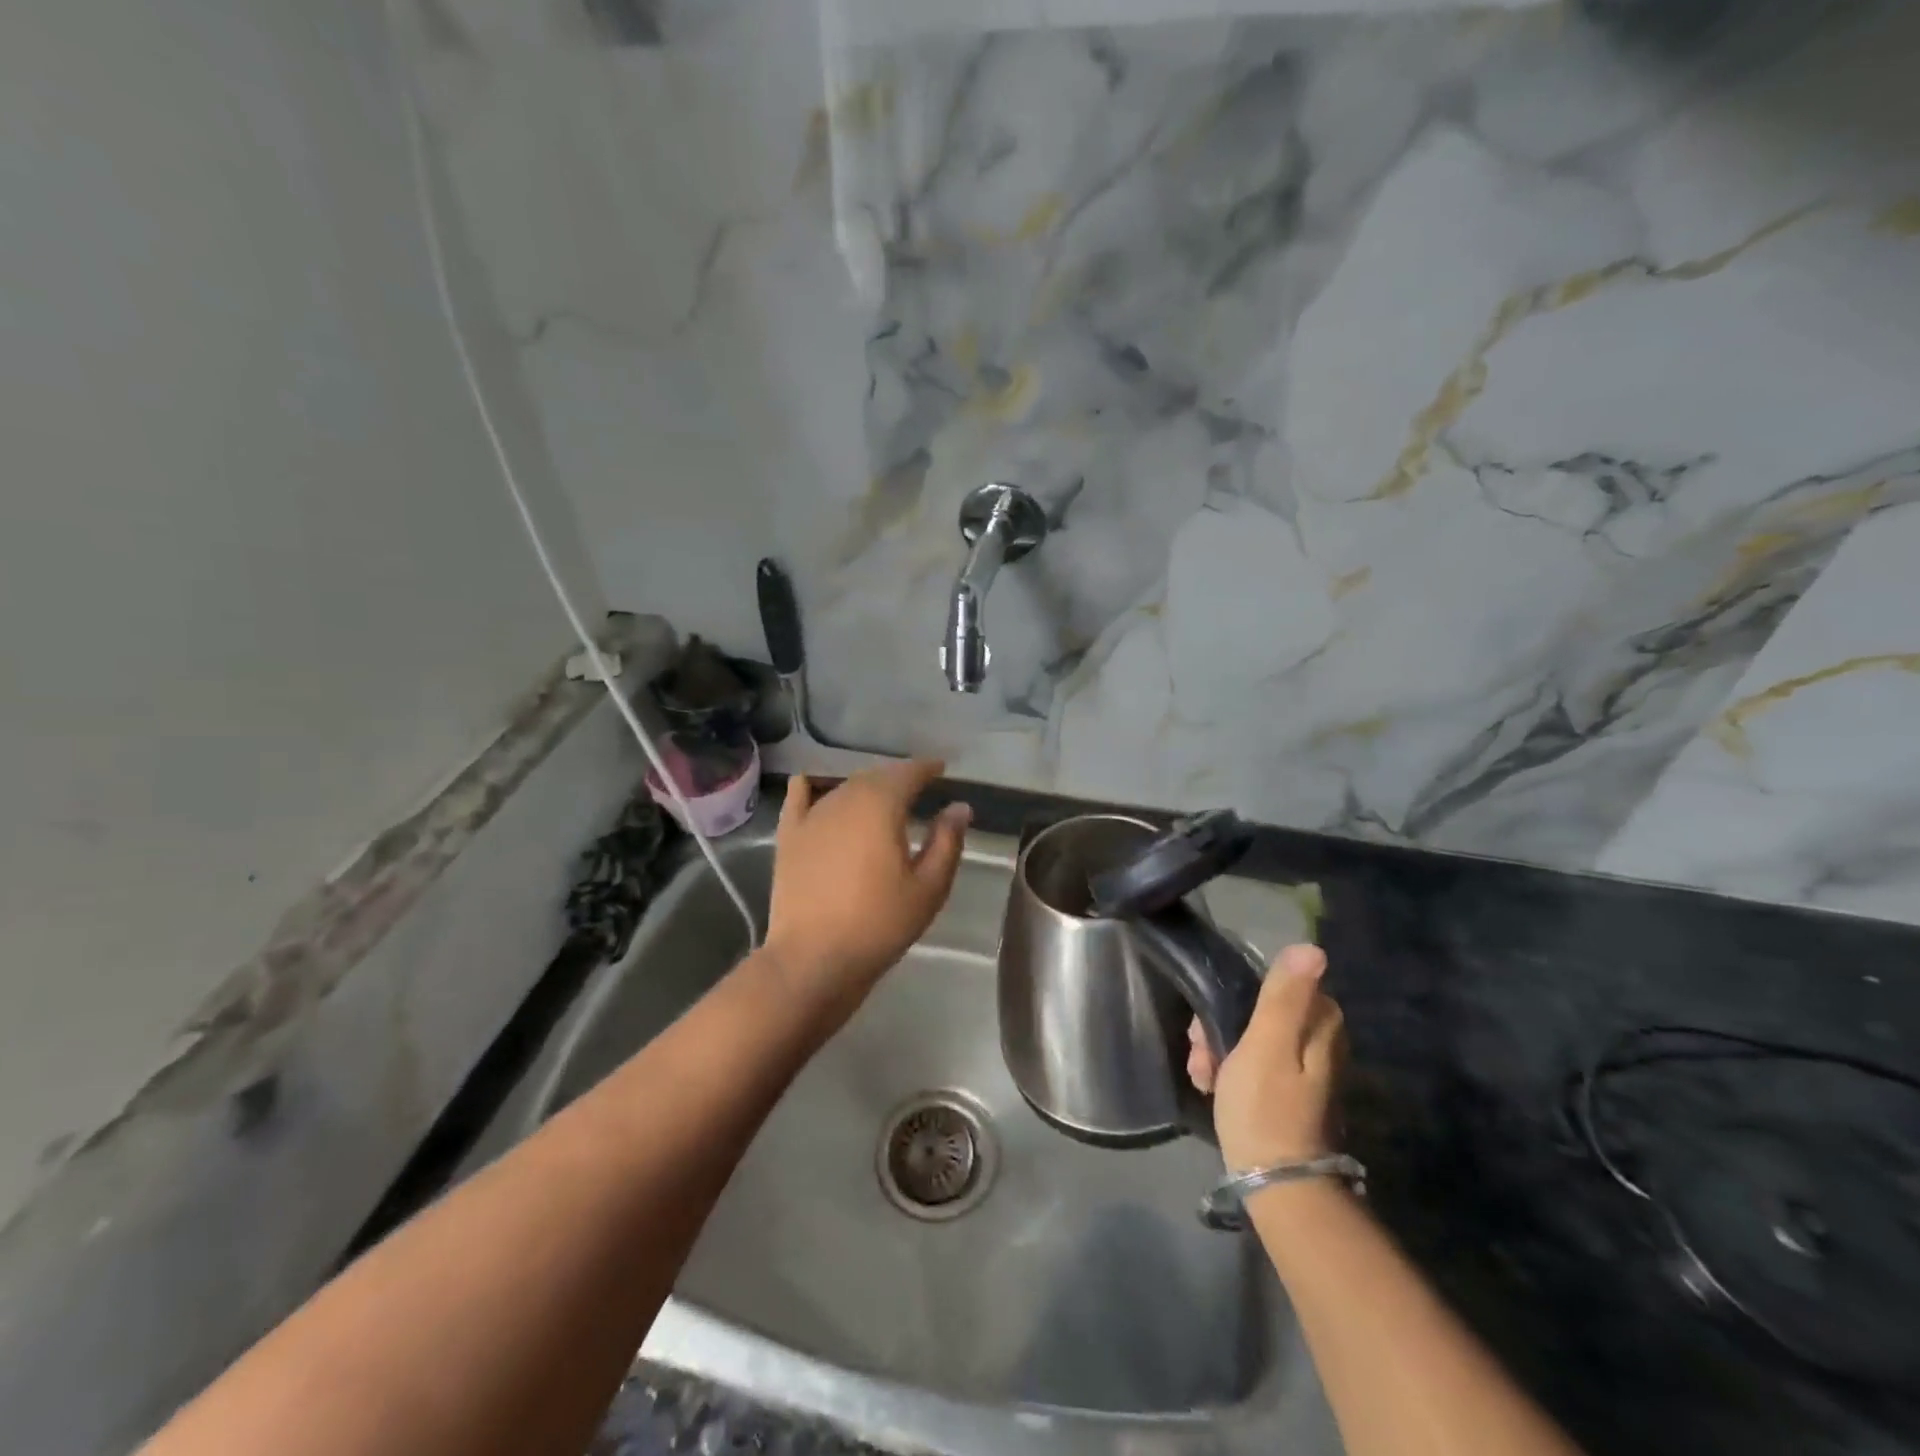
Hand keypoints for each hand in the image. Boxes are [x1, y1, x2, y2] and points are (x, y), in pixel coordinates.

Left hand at [765, 759, 969, 1021]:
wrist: (813, 959)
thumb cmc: (879, 925)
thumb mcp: (928, 888)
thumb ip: (947, 842)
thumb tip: (959, 806)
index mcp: (881, 806)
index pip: (907, 773)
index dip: (926, 768)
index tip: (940, 769)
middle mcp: (845, 799)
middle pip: (876, 776)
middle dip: (898, 777)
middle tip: (917, 787)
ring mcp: (812, 815)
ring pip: (844, 786)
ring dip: (866, 786)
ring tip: (882, 798)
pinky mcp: (789, 835)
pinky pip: (800, 795)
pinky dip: (813, 786)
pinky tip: (817, 785)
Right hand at [1188, 944, 1344, 1171]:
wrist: (1277, 1184)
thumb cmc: (1266, 1107)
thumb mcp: (1267, 1044)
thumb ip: (1284, 995)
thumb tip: (1312, 947)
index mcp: (1321, 1024)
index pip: (1272, 984)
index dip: (1236, 997)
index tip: (1210, 1023)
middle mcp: (1320, 1040)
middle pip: (1258, 1011)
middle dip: (1220, 1027)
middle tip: (1202, 1055)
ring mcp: (1306, 1069)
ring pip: (1250, 1037)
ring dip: (1219, 1050)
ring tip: (1203, 1077)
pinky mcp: (1290, 1093)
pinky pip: (1253, 1063)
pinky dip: (1230, 1071)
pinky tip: (1213, 1088)